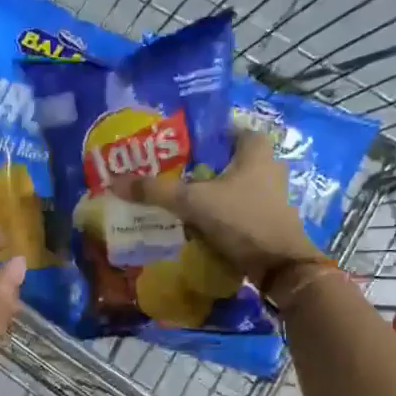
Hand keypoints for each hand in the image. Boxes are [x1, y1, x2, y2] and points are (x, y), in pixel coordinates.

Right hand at [112, 129, 326, 284]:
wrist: (280, 267)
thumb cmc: (243, 220)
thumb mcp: (194, 202)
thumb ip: (156, 191)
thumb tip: (115, 182)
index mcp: (255, 147)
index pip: (218, 129)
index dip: (191, 136)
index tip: (163, 146)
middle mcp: (266, 164)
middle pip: (218, 159)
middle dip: (190, 166)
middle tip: (159, 173)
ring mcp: (267, 192)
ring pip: (224, 184)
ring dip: (200, 191)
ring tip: (168, 198)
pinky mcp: (264, 216)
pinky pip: (230, 206)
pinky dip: (212, 210)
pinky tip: (189, 220)